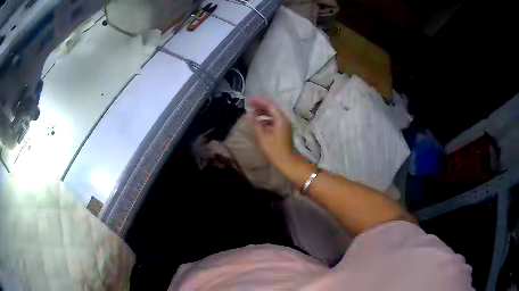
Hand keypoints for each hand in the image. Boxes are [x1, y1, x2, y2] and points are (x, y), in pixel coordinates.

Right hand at [248, 97, 292, 166]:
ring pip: (273, 113)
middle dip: (260, 105)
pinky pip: (274, 119)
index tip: (249, 100)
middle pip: (272, 107)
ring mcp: (284, 124)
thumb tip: (250, 114)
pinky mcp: (283, 129)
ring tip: (252, 111)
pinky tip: (258, 120)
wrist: (285, 161)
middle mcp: (284, 119)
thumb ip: (256, 123)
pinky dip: (266, 118)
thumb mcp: (262, 136)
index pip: (269, 105)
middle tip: (249, 104)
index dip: (259, 101)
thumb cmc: (273, 149)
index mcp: (280, 119)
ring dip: (263, 111)